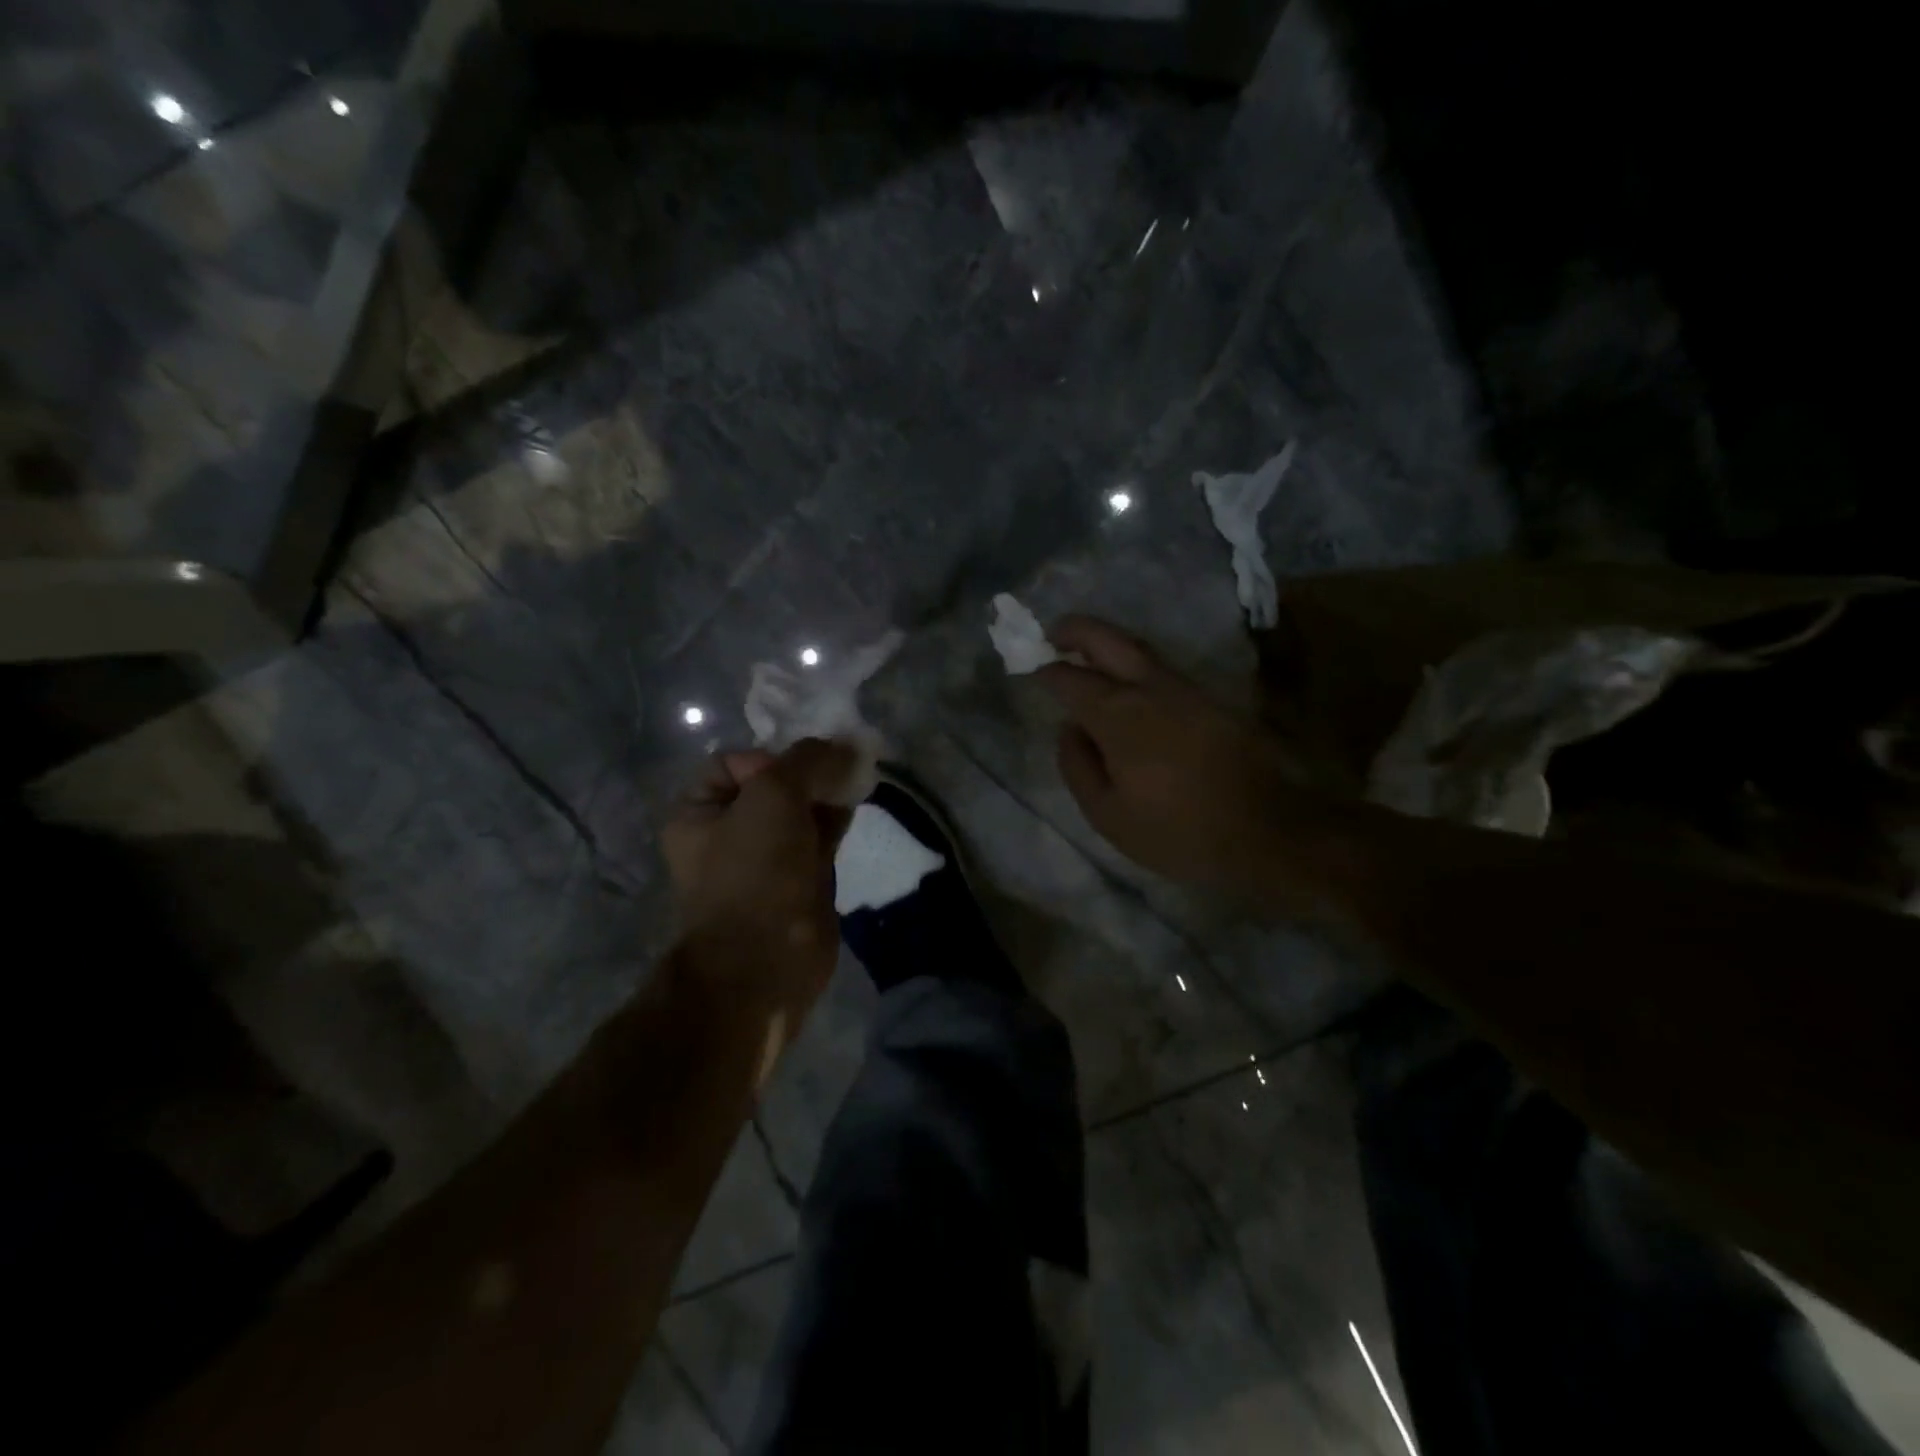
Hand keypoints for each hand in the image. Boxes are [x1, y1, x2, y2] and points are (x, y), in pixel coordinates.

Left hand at [662, 739, 855, 1016]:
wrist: (768, 961)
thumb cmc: (755, 871)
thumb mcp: (774, 795)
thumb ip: (809, 760)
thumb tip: (847, 745)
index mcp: (697, 813)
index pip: (736, 762)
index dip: (771, 758)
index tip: (799, 773)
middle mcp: (727, 832)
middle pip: (774, 783)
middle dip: (809, 771)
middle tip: (843, 766)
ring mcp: (765, 858)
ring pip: (801, 809)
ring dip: (827, 793)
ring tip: (856, 779)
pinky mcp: (799, 879)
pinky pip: (818, 836)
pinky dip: (837, 818)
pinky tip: (858, 803)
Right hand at [1037, 616, 1331, 894]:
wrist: (1265, 833)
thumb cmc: (1176, 831)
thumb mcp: (1107, 814)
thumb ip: (1078, 766)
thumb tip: (1069, 729)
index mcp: (1119, 715)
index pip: (1072, 679)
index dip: (1047, 672)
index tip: (1032, 670)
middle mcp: (1152, 689)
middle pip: (1109, 640)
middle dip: (1076, 630)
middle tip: (1053, 634)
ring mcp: (1187, 690)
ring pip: (1140, 650)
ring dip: (1108, 645)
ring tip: (1086, 655)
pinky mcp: (1212, 701)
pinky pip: (1163, 671)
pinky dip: (1136, 666)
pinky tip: (1129, 686)